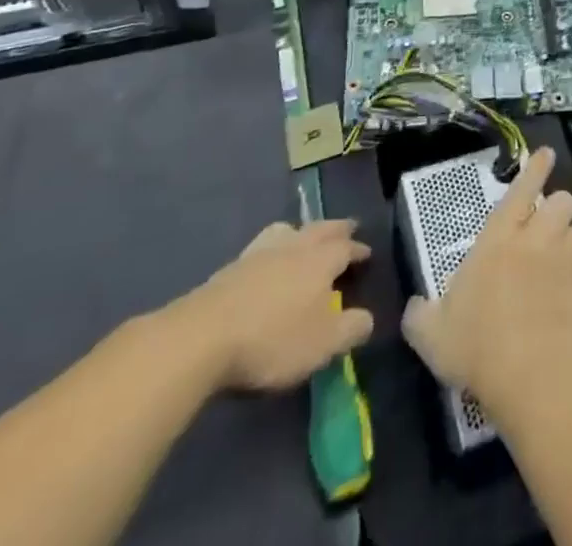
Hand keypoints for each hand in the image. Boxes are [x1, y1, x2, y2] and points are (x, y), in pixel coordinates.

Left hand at [157, 219, 372, 392]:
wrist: (204, 336)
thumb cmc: (274, 339)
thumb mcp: (324, 343)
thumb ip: (351, 329)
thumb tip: (367, 318)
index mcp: (320, 260)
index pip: (346, 248)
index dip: (358, 250)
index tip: (367, 253)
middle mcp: (294, 246)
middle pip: (320, 229)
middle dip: (336, 229)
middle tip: (347, 228)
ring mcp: (260, 253)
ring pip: (288, 231)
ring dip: (302, 231)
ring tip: (304, 236)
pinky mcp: (232, 267)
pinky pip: (262, 246)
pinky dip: (273, 248)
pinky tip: (267, 262)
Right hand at [401, 148, 571, 418]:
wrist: (533, 377)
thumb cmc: (476, 345)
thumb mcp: (431, 334)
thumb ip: (421, 315)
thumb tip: (414, 308)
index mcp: (497, 240)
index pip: (520, 191)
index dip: (534, 169)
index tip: (547, 153)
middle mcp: (536, 242)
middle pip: (561, 203)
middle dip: (558, 209)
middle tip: (547, 226)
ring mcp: (566, 267)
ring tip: (564, 258)